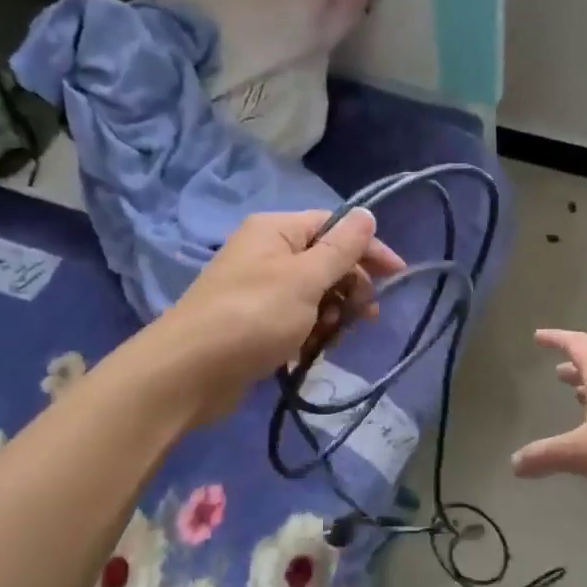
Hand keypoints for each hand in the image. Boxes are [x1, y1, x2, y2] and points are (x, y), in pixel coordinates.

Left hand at [152, 209, 403, 422]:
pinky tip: (311, 352)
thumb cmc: (253, 316)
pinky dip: (310, 333)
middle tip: (364, 316)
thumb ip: (341, 248)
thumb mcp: (305, 279)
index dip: (368, 248)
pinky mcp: (256, 324)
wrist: (188, 373)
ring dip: (332, 315)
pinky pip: (297, 320)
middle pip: (326, 261)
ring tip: (330, 339)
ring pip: (315, 295)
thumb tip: (367, 213)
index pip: (334, 227)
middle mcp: (267, 253)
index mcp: (276, 231)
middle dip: (349, 288)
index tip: (397, 275)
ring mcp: (260, 290)